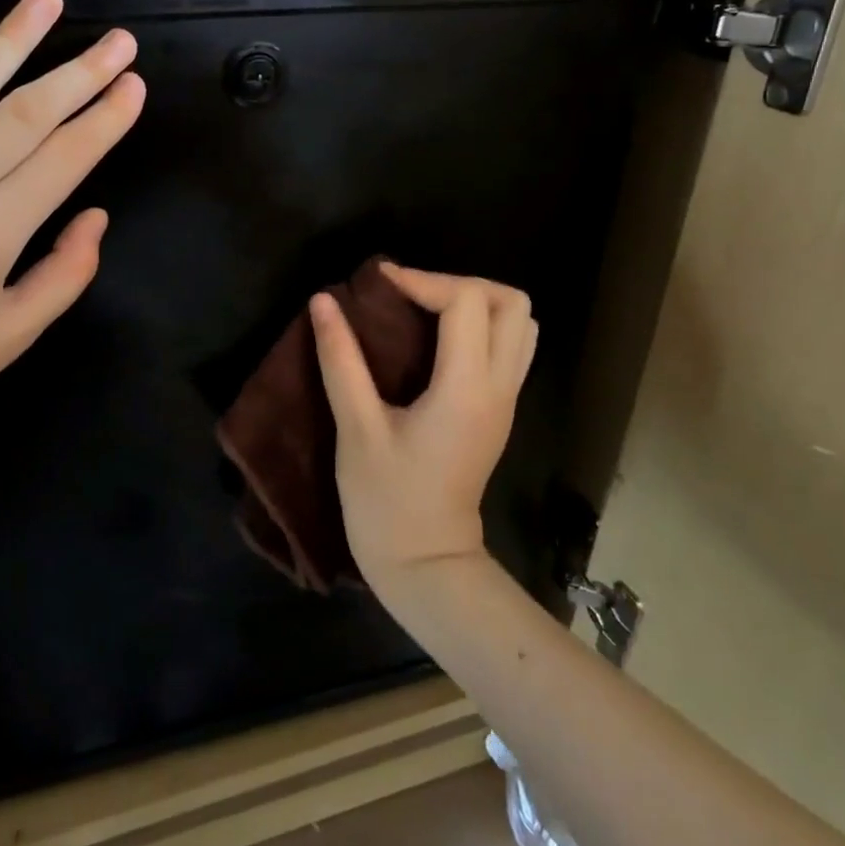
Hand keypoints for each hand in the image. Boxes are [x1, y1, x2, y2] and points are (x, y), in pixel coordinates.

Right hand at [310, 263, 536, 597]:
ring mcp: (507, 400)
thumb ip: (341, 359)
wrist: (426, 564)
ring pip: (520, 324)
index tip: (378, 284)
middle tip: (411, 295)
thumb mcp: (355, 428)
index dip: (422, 280)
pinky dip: (481, 326)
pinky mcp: (500, 411)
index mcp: (465, 389)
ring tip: (425, 311)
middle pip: (512, 303)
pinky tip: (438, 340)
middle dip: (459, 284)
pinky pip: (511, 347)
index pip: (466, 302)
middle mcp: (499, 387)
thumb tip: (324, 301)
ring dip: (476, 303)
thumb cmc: (386, 500)